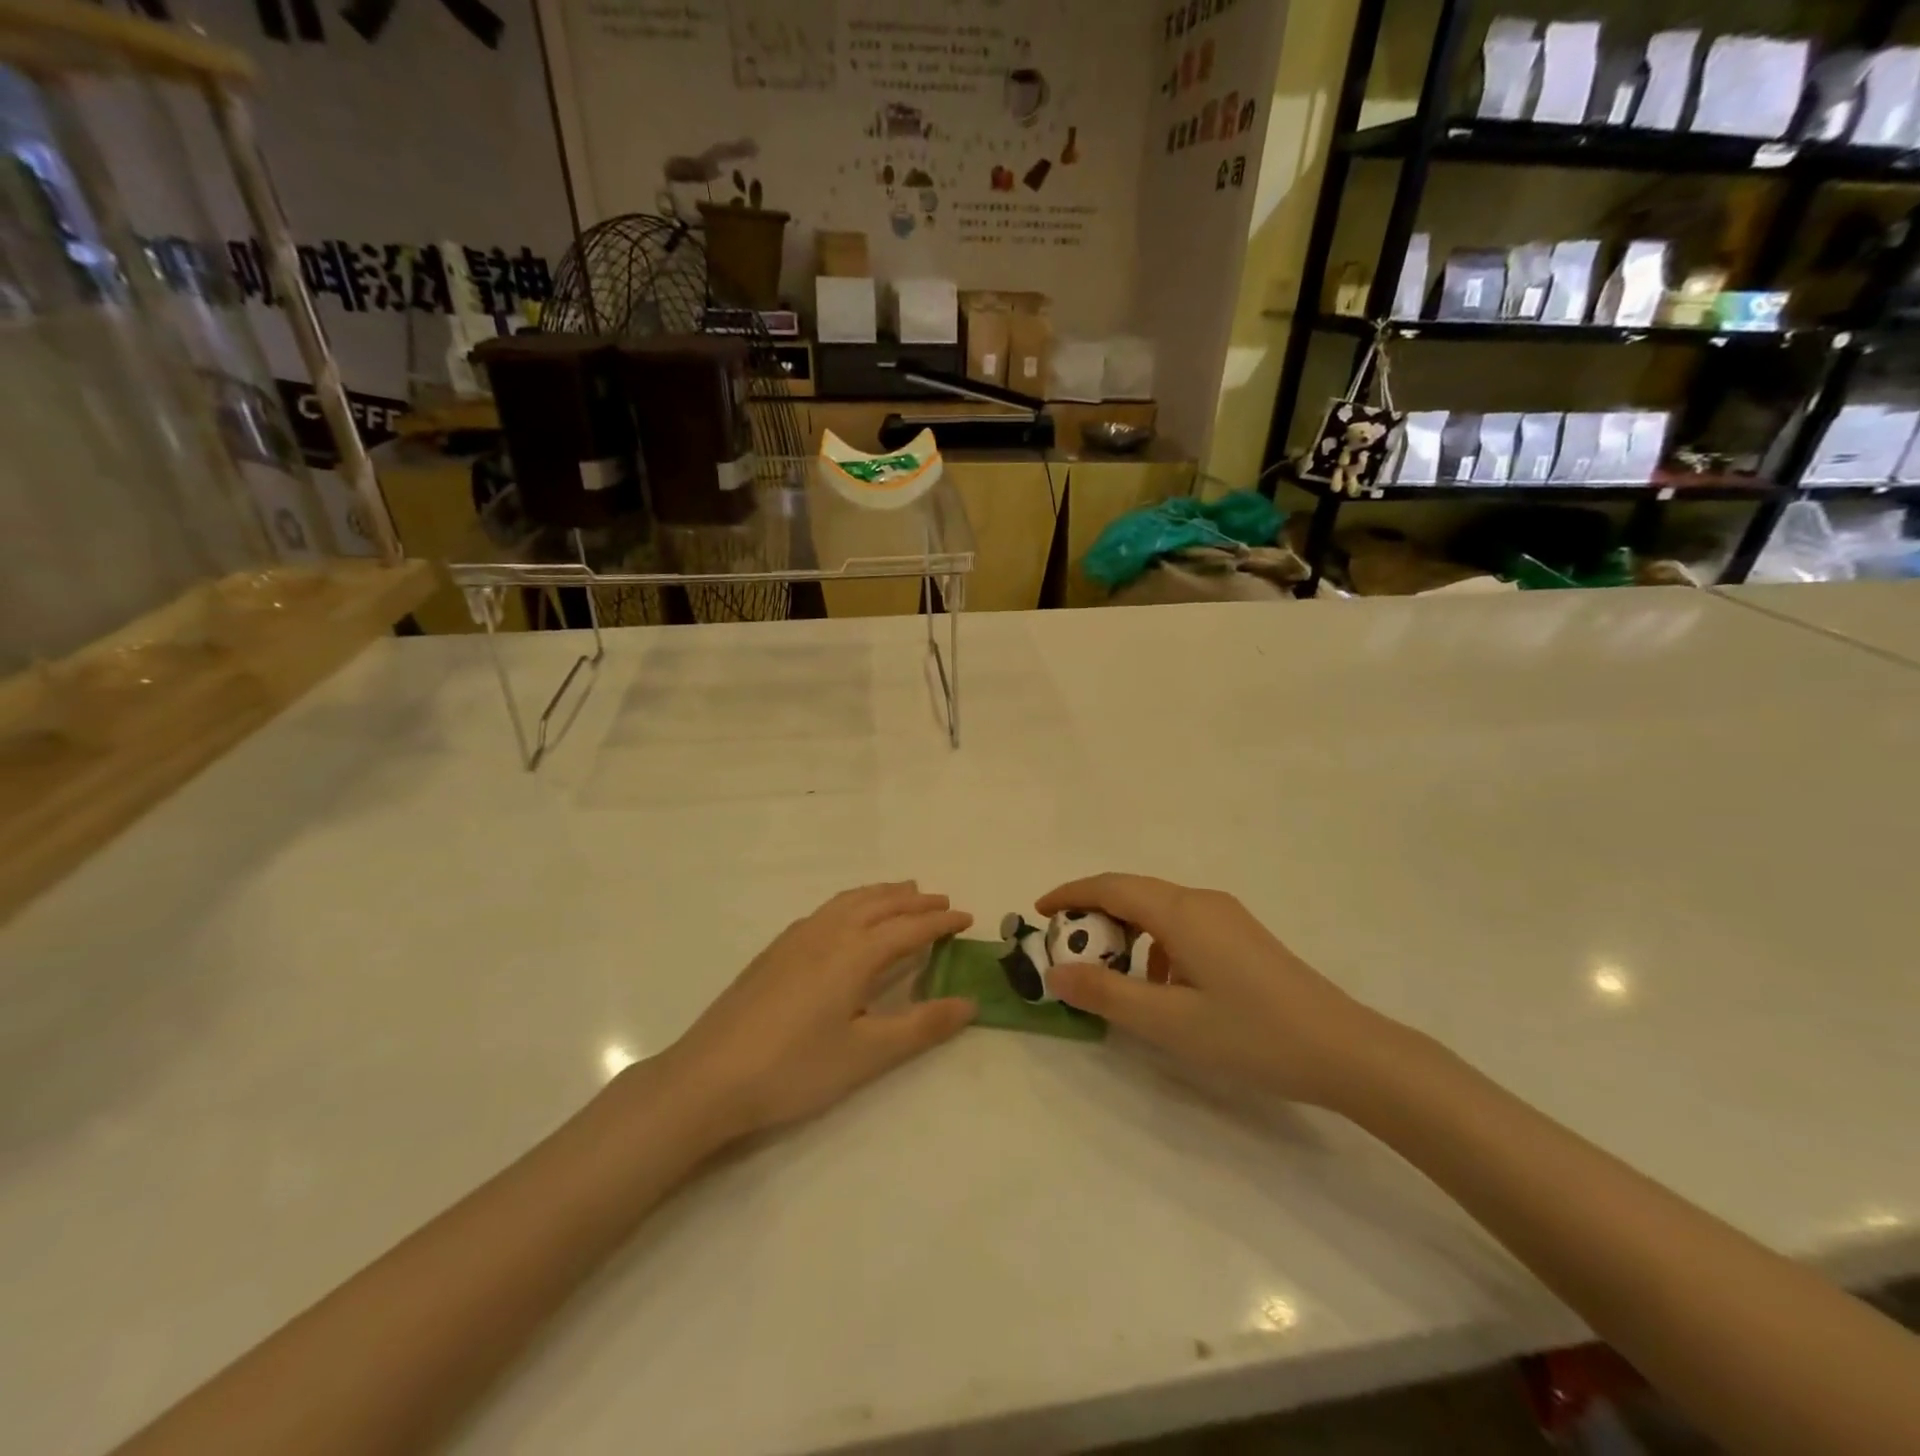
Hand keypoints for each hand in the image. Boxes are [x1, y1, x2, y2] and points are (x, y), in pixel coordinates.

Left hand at [663, 883, 974, 1140]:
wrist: (709, 1078)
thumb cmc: (795, 1068)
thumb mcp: (867, 1055)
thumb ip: (921, 1026)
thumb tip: (970, 1003)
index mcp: (855, 953)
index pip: (909, 929)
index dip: (941, 923)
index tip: (968, 918)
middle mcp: (828, 933)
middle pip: (880, 904)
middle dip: (915, 902)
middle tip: (942, 901)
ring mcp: (796, 938)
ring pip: (849, 901)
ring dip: (882, 894)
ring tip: (903, 893)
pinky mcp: (775, 951)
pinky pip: (827, 910)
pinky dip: (852, 902)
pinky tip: (847, 918)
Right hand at [1036, 874, 1393, 1108]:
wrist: (1345, 1051)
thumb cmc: (1251, 1034)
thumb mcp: (1169, 1022)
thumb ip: (1107, 995)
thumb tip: (1057, 974)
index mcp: (1181, 912)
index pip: (1110, 886)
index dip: (1070, 894)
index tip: (1039, 912)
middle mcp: (1201, 902)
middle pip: (1133, 893)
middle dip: (1093, 914)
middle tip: (1066, 947)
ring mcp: (1226, 917)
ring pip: (1158, 910)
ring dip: (1125, 931)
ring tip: (1109, 972)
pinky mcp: (1242, 937)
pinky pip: (1182, 926)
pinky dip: (1155, 945)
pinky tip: (1161, 987)